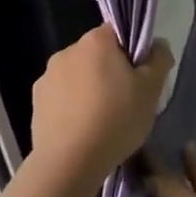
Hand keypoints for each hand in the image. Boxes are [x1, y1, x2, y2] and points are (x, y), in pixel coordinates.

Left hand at [30, 25, 171, 193]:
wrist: (69, 163)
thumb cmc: (116, 119)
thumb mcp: (152, 90)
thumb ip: (159, 59)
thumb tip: (157, 45)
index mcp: (95, 41)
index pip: (118, 33)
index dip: (132, 52)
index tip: (140, 77)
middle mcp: (67, 51)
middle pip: (97, 55)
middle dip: (110, 71)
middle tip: (126, 101)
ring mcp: (47, 77)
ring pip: (78, 76)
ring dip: (89, 89)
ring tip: (102, 121)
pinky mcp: (36, 102)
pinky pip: (62, 97)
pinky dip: (72, 107)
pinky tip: (82, 130)